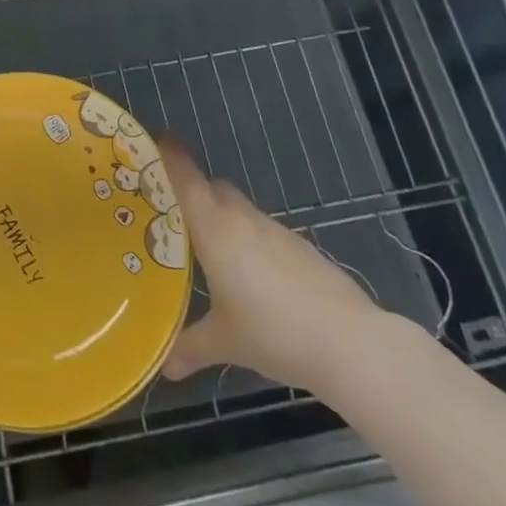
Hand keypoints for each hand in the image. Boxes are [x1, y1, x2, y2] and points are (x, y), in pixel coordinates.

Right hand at [158, 138, 385, 392]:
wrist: (350, 343)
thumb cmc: (274, 332)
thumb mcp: (224, 342)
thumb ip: (190, 348)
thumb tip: (165, 367)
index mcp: (216, 229)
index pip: (186, 178)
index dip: (170, 155)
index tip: (155, 138)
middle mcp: (244, 220)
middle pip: (213, 188)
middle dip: (193, 191)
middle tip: (171, 211)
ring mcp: (277, 232)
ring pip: (240, 210)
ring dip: (223, 218)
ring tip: (209, 249)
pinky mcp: (302, 248)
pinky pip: (264, 232)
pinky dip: (250, 241)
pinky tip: (252, 276)